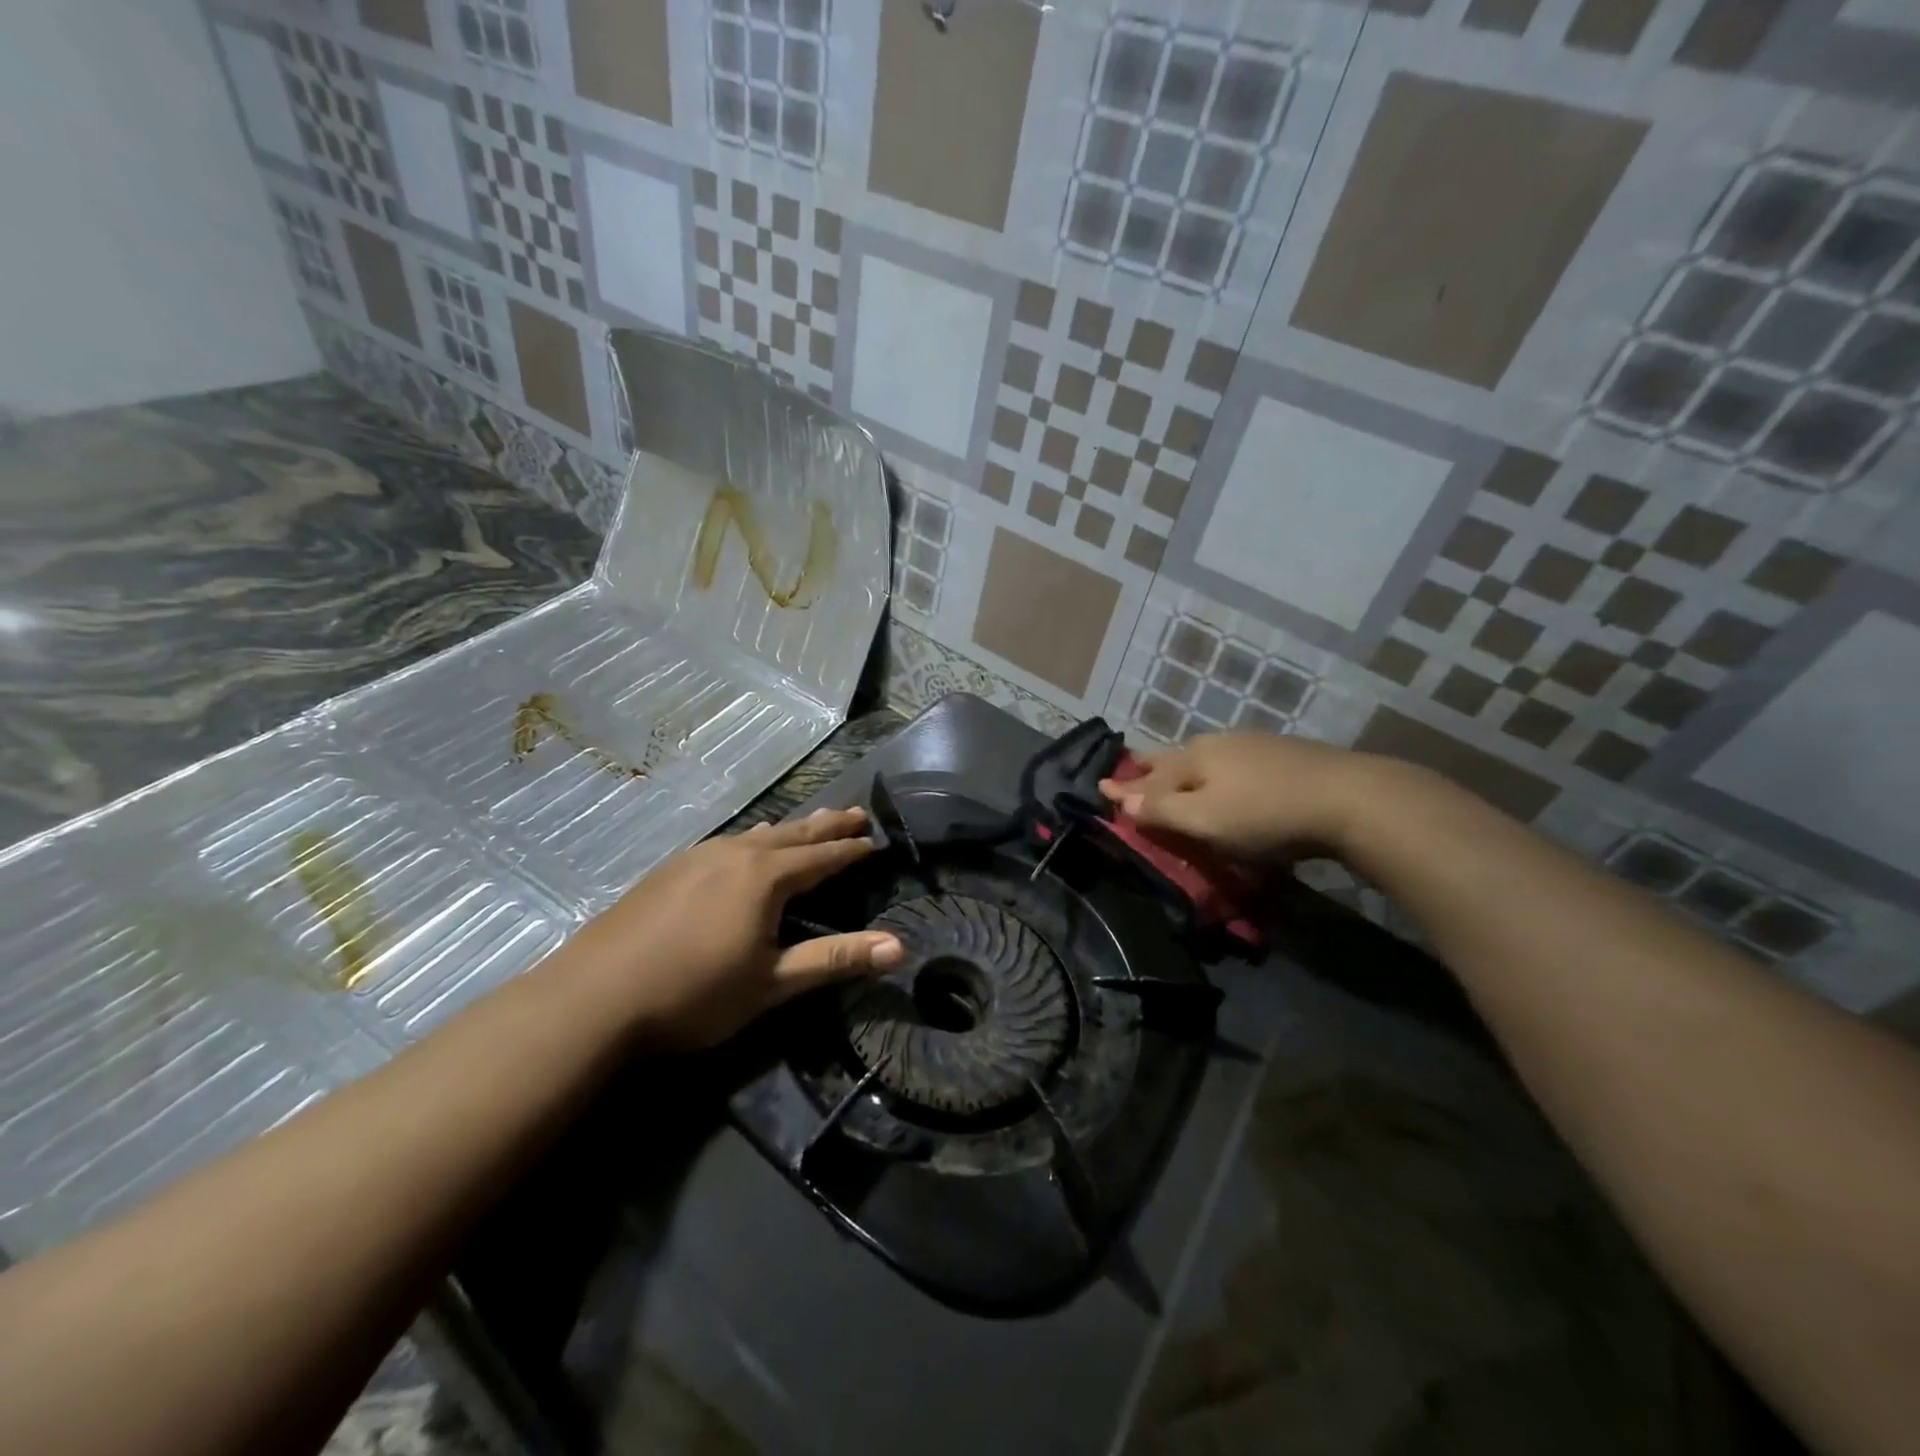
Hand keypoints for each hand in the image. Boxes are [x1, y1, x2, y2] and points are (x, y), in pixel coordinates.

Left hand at [563, 807, 902, 1046]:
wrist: (594, 997)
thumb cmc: (694, 993)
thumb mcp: (772, 983)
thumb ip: (835, 960)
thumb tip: (900, 947)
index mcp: (766, 877)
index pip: (823, 857)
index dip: (852, 850)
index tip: (876, 840)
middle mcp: (736, 854)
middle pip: (793, 834)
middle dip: (827, 826)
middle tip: (856, 813)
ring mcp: (698, 858)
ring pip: (758, 834)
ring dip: (790, 830)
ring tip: (810, 823)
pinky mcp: (670, 870)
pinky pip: (728, 843)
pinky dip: (753, 840)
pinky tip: (745, 847)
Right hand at [1098, 731, 1373, 863]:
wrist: (1349, 799)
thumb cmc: (1264, 814)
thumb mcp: (1204, 820)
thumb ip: (1161, 810)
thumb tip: (1122, 799)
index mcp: (1194, 758)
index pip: (1149, 775)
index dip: (1125, 786)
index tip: (1100, 787)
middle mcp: (1219, 743)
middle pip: (1176, 757)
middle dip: (1151, 766)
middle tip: (1133, 766)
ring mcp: (1255, 746)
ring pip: (1208, 757)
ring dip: (1186, 768)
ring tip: (1176, 773)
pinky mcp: (1286, 756)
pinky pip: (1235, 763)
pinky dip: (1218, 772)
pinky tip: (1229, 777)